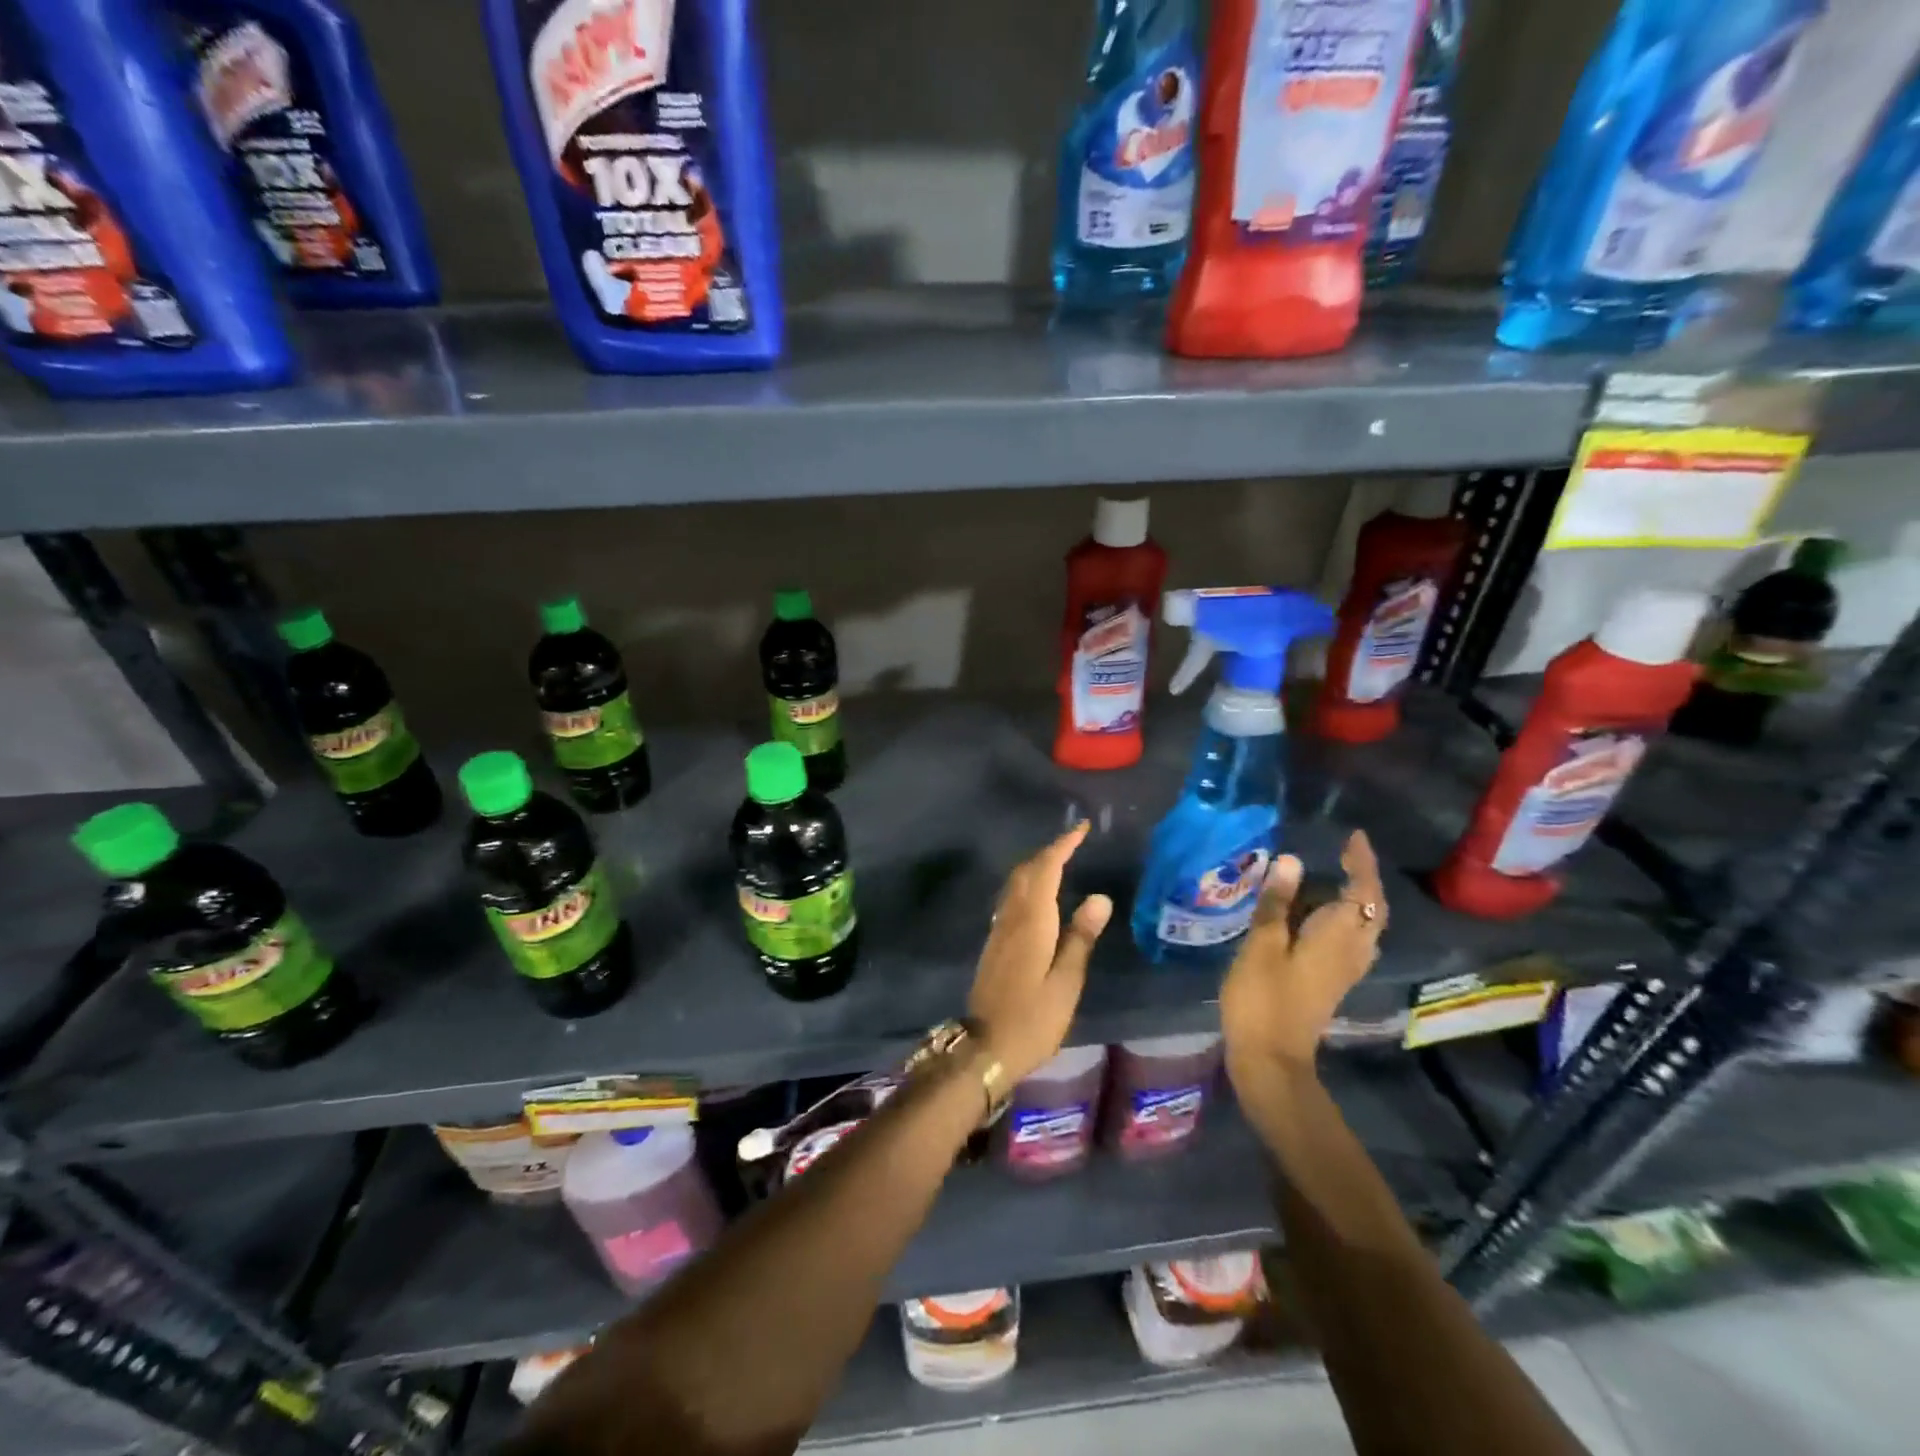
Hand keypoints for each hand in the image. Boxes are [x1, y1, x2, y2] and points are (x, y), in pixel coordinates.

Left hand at [968, 821, 1112, 1082]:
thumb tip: (1100, 896)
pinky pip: (1011, 900)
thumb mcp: (1066, 982)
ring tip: (1060, 862)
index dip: (1063, 845)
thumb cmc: (1032, 1019)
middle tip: (1074, 843)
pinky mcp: (994, 944)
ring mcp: (999, 930)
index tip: (1082, 829)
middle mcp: (1011, 918)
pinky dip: (1028, 885)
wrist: (985, 1047)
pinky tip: (1038, 897)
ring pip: (1016, 884)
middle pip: (1027, 872)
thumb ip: (1081, 937)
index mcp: (1032, 921)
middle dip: (1049, 852)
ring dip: (1036, 866)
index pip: (1046, 869)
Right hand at [1221, 831, 1387, 1080]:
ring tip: (1331, 876)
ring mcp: (1344, 969)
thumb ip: (1277, 903)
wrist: (1271, 1058)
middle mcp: (1351, 950)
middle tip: (1344, 853)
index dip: (1360, 862)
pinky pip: (1350, 938)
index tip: (1353, 837)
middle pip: (1371, 909)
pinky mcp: (1332, 980)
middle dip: (1364, 878)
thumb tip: (1291, 860)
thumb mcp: (1262, 944)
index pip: (1362, 890)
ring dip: (1356, 898)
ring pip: (1363, 925)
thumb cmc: (1263, 997)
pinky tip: (1318, 914)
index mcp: (1337, 936)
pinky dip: (1343, 917)